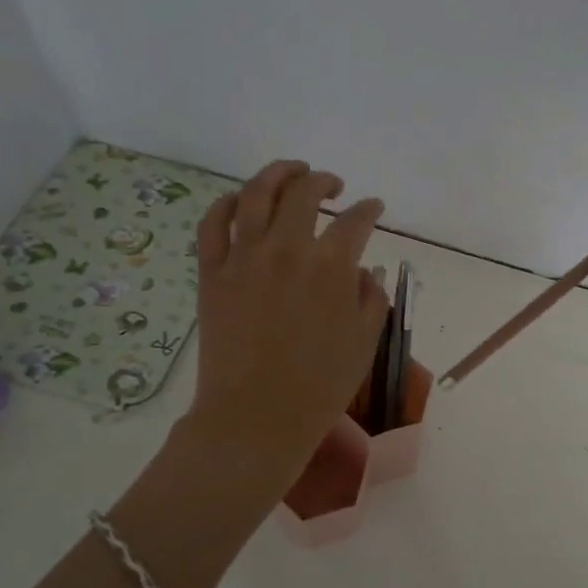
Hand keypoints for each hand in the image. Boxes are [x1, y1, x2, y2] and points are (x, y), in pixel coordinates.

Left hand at [185, 160, 387, 481]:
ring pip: (257, 193)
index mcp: (332, 266)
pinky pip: (213, 223)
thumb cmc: (320, 385)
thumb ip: (371, 296)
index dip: (370, 209)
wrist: (256, 416)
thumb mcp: (364, 341)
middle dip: (324, 181)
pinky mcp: (212, 272)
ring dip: (278, 173)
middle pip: (305, 193)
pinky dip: (227, 203)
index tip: (374, 207)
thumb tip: (364, 269)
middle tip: (334, 185)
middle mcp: (287, 249)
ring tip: (292, 170)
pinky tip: (241, 200)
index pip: (357, 220)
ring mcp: (244, 257)